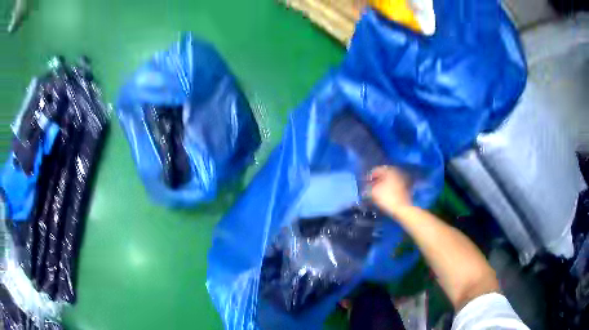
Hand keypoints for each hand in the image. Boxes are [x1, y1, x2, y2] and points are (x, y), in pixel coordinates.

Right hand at [368, 166, 411, 215]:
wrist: (401, 208)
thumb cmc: (387, 198)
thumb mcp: (373, 192)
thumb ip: (368, 188)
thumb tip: (366, 188)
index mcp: (390, 171)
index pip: (377, 169)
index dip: (370, 175)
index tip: (365, 181)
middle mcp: (397, 173)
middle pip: (384, 174)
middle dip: (376, 179)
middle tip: (370, 185)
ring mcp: (402, 181)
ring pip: (389, 180)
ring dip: (382, 184)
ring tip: (376, 190)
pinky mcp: (404, 188)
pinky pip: (393, 185)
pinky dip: (388, 188)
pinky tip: (383, 194)